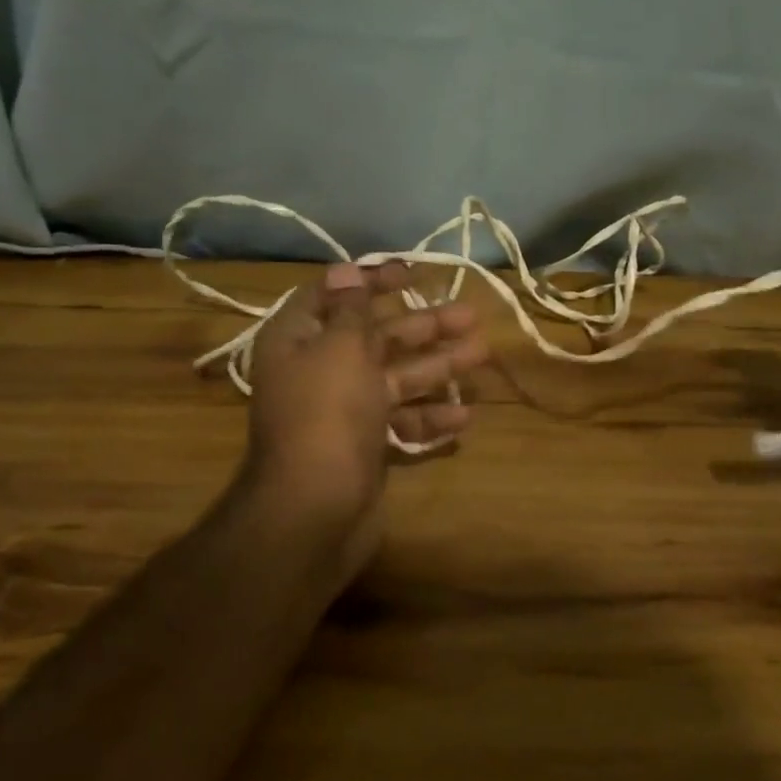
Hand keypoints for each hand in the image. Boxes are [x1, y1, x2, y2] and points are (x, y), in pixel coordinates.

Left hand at [243, 260, 490, 551]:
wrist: (314, 510)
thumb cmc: (327, 414)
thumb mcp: (341, 349)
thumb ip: (352, 310)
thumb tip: (346, 270)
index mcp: (298, 340)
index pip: (333, 295)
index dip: (370, 280)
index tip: (412, 272)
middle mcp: (319, 370)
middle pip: (376, 337)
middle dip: (423, 325)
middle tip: (470, 314)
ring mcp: (343, 411)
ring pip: (396, 378)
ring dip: (437, 366)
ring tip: (482, 353)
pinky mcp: (365, 445)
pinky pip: (401, 422)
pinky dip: (429, 417)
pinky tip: (464, 415)